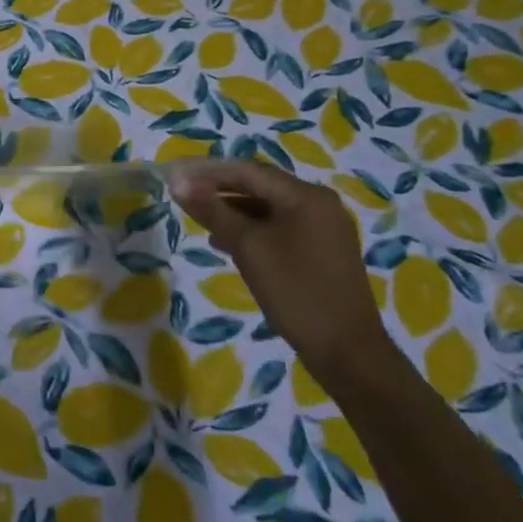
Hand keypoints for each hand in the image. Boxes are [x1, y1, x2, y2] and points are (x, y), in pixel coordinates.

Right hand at [169, 160, 392, 386]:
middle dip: (220, 190)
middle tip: (185, 198)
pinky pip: (281, 226)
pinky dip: (253, 229)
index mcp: (305, 196)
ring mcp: (325, 227)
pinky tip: (229, 244)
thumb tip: (178, 182)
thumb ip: (213, 210)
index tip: (175, 179)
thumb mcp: (247, 247)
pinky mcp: (324, 249)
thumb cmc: (294, 291)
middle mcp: (319, 203)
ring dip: (234, 211)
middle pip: (260, 186)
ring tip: (201, 222)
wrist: (347, 350)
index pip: (248, 171)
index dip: (207, 172)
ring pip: (269, 208)